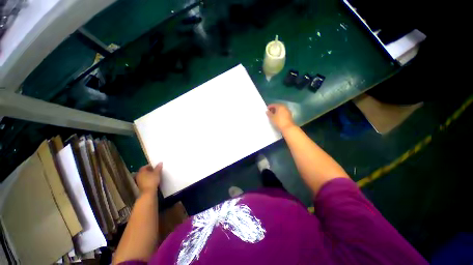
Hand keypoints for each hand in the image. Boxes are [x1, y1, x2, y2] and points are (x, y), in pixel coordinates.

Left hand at [136, 162, 162, 193]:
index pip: (145, 166)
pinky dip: (148, 180)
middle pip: (144, 171)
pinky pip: (144, 180)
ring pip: (144, 176)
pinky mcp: (140, 186)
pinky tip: (153, 181)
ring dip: (148, 175)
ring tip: (155, 176)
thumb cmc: (152, 181)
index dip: (150, 166)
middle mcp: (138, 175)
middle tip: (155, 171)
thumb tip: (160, 162)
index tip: (155, 167)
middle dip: (149, 171)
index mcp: (141, 171)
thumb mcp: (157, 173)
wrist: (148, 192)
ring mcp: (138, 181)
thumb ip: (158, 167)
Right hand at [266, 104, 295, 131]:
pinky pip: (283, 113)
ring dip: (277, 112)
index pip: (274, 105)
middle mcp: (285, 107)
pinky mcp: (290, 116)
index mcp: (280, 106)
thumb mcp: (271, 117)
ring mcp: (288, 111)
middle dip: (273, 109)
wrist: (288, 128)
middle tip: (269, 113)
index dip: (269, 107)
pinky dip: (280, 114)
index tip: (266, 110)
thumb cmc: (279, 121)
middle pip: (278, 107)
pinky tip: (277, 118)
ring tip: (273, 116)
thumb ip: (269, 113)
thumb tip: (267, 111)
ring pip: (281, 110)